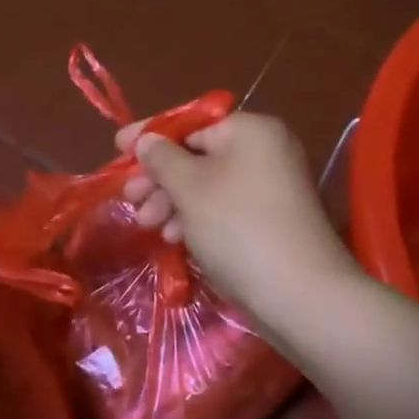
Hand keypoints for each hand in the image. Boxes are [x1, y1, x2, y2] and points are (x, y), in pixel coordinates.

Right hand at [118, 112, 359, 342]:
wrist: (301, 295)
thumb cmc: (238, 227)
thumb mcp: (190, 188)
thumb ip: (162, 159)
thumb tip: (147, 140)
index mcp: (250, 130)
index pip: (190, 124)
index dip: (150, 136)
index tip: (118, 147)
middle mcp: (264, 150)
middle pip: (197, 155)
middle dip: (159, 177)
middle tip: (129, 197)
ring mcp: (270, 187)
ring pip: (207, 184)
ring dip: (173, 201)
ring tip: (147, 223)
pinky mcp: (270, 219)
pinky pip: (223, 207)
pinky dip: (196, 217)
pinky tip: (175, 238)